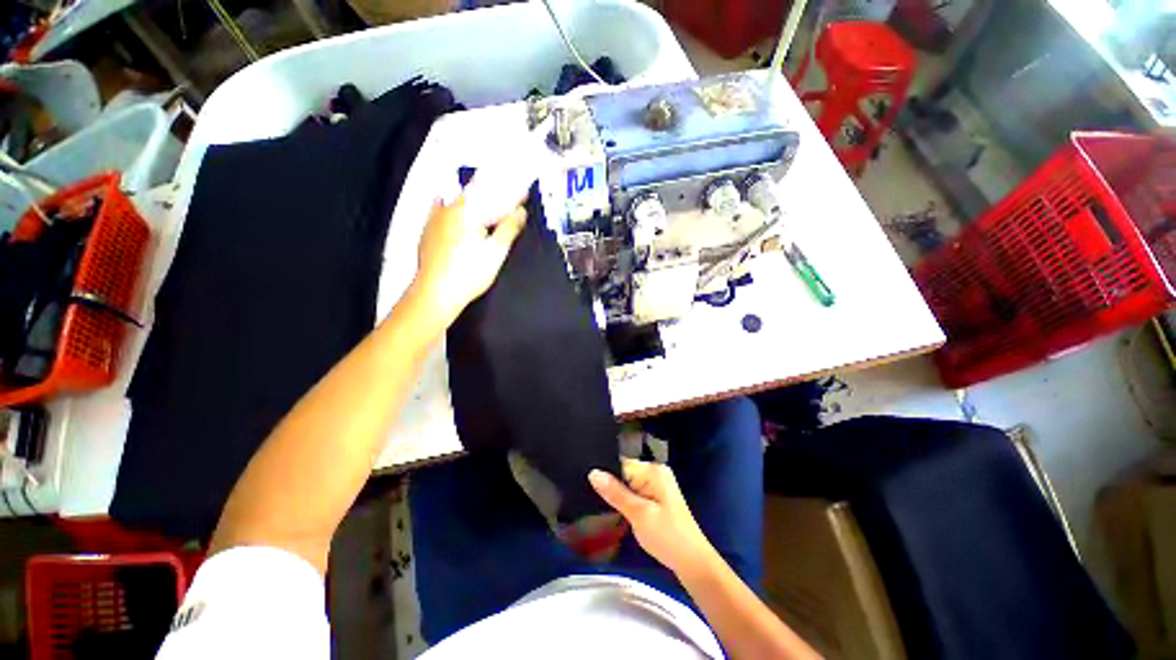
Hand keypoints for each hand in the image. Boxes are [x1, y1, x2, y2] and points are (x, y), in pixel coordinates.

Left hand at [410, 195, 525, 327]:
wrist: (436, 292)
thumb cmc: (469, 273)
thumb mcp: (496, 251)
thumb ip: (509, 228)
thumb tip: (521, 212)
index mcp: (468, 211)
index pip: (495, 196)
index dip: (512, 195)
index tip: (524, 194)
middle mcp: (449, 209)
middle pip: (476, 196)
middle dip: (494, 195)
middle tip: (508, 200)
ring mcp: (435, 220)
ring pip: (458, 203)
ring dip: (474, 199)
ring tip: (485, 200)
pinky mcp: (427, 232)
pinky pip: (438, 210)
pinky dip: (446, 205)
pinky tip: (443, 199)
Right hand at [589, 459, 717, 576]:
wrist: (692, 562)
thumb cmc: (667, 536)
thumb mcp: (638, 514)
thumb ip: (615, 492)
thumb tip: (593, 473)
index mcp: (653, 470)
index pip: (621, 463)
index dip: (606, 474)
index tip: (589, 486)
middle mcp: (655, 472)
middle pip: (624, 472)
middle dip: (611, 485)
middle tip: (594, 499)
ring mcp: (657, 485)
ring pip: (628, 484)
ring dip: (618, 495)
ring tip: (602, 505)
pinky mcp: (656, 497)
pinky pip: (634, 492)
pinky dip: (626, 501)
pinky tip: (618, 511)